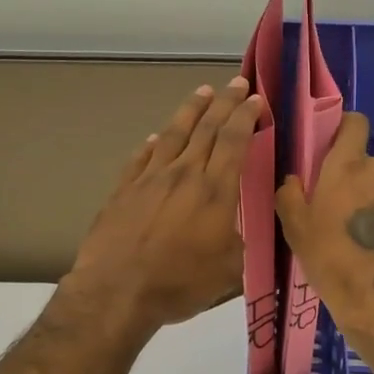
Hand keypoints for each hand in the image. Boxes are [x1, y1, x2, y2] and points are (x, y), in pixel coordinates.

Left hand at [63, 77, 263, 336]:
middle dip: (225, 103)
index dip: (246, 117)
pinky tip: (157, 137)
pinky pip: (142, 158)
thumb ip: (238, 241)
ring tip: (202, 92)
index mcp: (214, 191)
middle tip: (237, 82)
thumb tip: (237, 227)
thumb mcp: (229, 269)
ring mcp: (150, 179)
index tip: (256, 99)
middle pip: (207, 129)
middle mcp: (184, 174)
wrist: (117, 291)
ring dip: (190, 111)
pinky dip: (153, 144)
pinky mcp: (123, 190)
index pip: (234, 141)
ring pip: (174, 134)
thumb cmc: (179, 283)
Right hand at [276, 112, 373, 349]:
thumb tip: (294, 181)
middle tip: (340, 206)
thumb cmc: (331, 261)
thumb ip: (290, 195)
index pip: (355, 123)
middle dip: (356, 176)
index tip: (332, 148)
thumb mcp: (295, 229)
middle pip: (368, 161)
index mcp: (348, 165)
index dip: (344, 130)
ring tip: (361, 231)